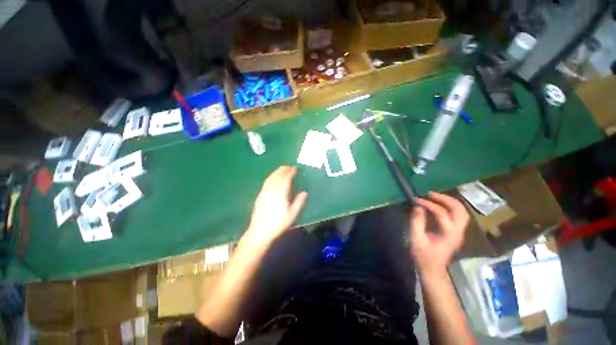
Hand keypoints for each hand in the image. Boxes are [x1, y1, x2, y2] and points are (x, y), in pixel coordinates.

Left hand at [244, 166, 307, 245]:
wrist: (259, 232)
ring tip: (282, 169)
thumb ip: (299, 202)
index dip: (290, 172)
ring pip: (271, 178)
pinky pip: (266, 182)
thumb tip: (304, 192)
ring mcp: (264, 192)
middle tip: (289, 167)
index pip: (286, 179)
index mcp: (280, 193)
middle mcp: (271, 190)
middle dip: (283, 170)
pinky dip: (271, 177)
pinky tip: (273, 178)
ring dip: (277, 172)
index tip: (294, 168)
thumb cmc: (278, 224)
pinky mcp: (260, 195)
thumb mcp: (292, 215)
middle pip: (277, 176)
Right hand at [410, 192, 469, 276]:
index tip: (416, 200)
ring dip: (449, 202)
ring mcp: (459, 232)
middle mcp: (458, 232)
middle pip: (460, 210)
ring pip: (461, 212)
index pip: (442, 213)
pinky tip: (438, 205)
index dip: (429, 205)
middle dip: (445, 199)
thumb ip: (417, 222)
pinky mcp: (455, 233)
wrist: (433, 271)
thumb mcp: (416, 239)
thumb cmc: (423, 256)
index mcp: (449, 234)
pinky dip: (449, 207)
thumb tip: (417, 207)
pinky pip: (456, 215)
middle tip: (430, 194)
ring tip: (434, 197)